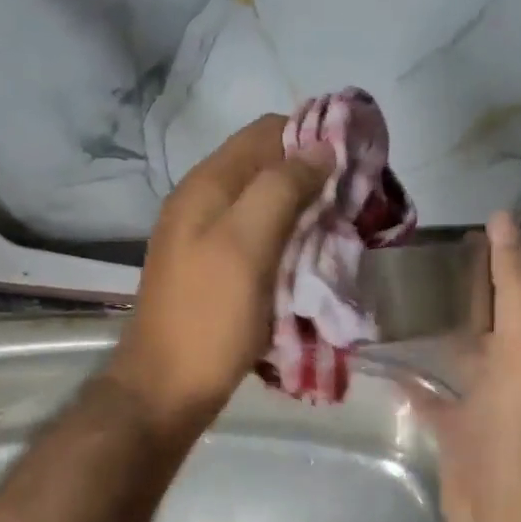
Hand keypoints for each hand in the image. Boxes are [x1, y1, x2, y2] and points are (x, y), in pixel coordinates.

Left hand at [108, 116, 330, 432]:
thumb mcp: (247, 244)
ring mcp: (207, 238)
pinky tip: (312, 260)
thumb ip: (281, 189)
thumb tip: (320, 147)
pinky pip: (260, 238)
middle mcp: (204, 202)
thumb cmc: (209, 316)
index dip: (310, 136)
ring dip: (304, 211)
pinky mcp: (216, 270)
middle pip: (267, 167)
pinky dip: (290, 240)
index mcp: (207, 185)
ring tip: (341, 232)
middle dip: (312, 177)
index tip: (353, 161)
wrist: (166, 389)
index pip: (265, 132)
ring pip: (266, 204)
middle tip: (354, 203)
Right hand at [410, 212, 520, 521]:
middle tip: (403, 253)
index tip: (457, 222)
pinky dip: (404, 375)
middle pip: (478, 313)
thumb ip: (516, 288)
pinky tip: (374, 358)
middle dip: (453, 284)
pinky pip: (424, 392)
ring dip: (425, 325)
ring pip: (448, 349)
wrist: (514, 520)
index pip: (514, 284)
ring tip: (380, 295)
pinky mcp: (449, 430)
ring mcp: (474, 400)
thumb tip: (504, 221)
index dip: (498, 251)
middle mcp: (502, 365)